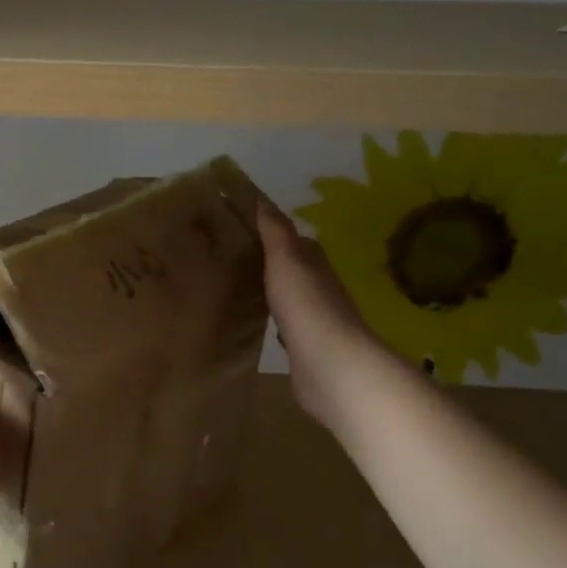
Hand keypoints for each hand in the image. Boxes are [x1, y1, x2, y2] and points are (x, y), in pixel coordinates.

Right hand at [257, 200, 402, 430]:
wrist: (330, 365)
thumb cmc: (307, 306)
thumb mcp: (287, 260)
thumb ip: (276, 233)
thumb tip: (263, 202)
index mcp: (315, 265)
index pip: (297, 242)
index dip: (274, 233)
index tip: (246, 227)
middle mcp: (319, 289)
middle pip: (295, 269)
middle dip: (271, 262)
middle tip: (236, 256)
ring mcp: (314, 320)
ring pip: (289, 297)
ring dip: (272, 290)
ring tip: (240, 285)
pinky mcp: (304, 347)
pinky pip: (285, 325)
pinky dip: (273, 319)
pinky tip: (258, 321)